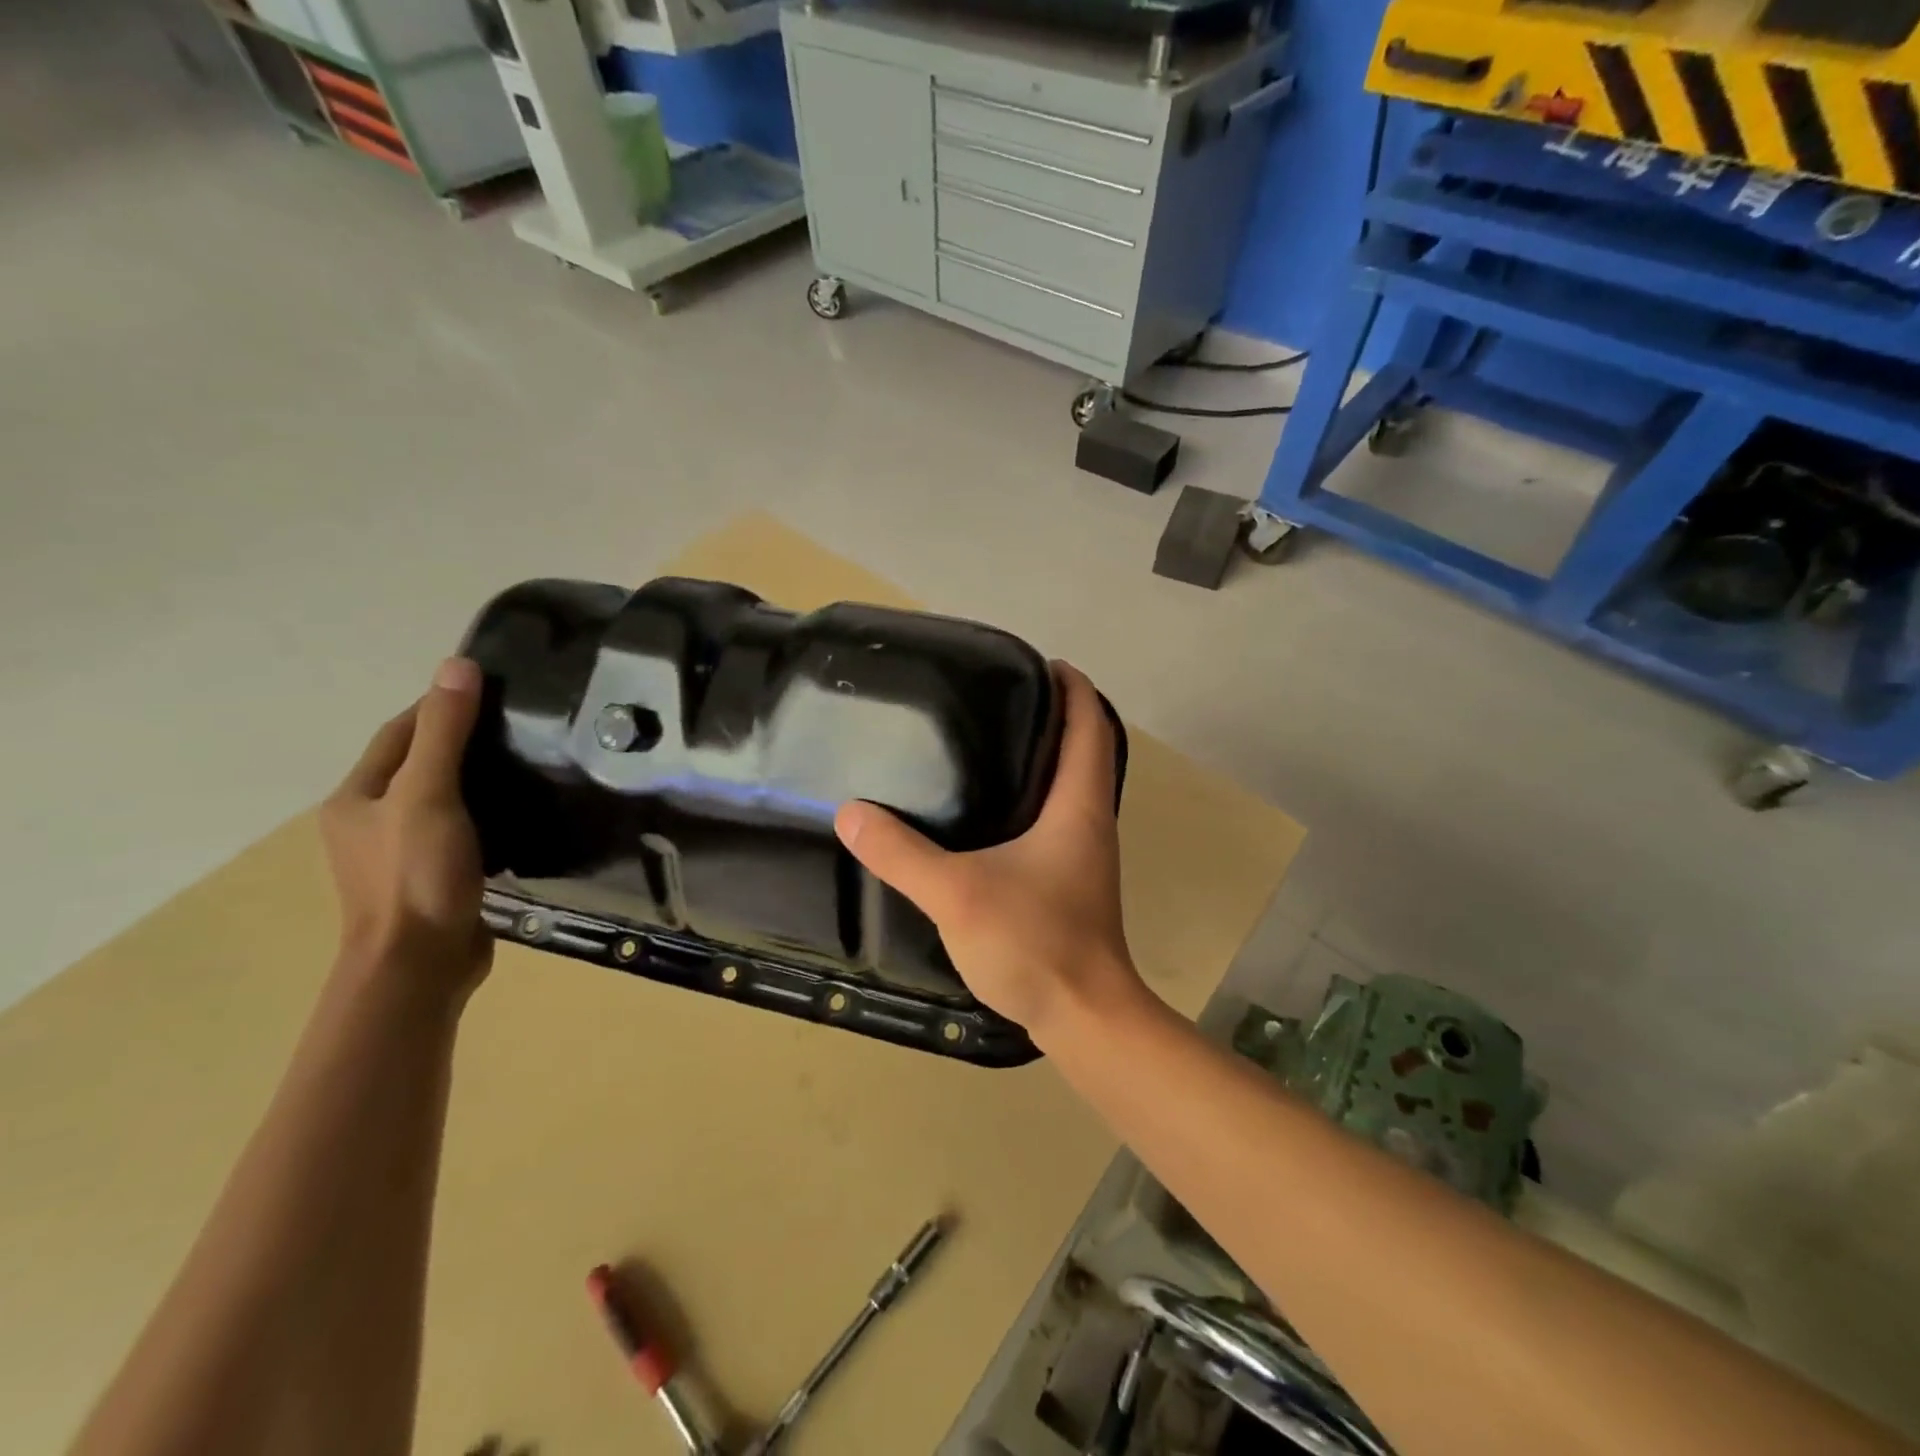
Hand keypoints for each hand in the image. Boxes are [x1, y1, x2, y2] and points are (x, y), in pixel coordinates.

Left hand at [321, 657, 491, 998]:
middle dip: (463, 741)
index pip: (400, 732)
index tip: (492, 691)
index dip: (439, 706)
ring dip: (478, 779)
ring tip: (528, 765)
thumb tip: (458, 665)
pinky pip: (461, 831)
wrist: (422, 965)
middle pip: (420, 764)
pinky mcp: (435, 878)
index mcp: (356, 798)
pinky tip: (521, 814)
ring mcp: (402, 854)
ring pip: (443, 799)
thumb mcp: (428, 794)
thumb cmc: (416, 874)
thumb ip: (444, 732)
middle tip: (521, 728)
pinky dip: (487, 814)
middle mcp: (371, 822)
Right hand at [834, 662, 1147, 1042]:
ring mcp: (1085, 854)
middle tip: (998, 698)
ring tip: (987, 743)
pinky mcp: (1071, 882)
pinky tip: (988, 813)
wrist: (1084, 1017)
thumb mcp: (958, 893)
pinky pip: (1056, 820)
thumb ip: (902, 854)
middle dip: (1052, 716)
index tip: (1040, 663)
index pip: (1090, 726)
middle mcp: (1090, 821)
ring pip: (1070, 786)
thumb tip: (852, 813)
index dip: (1073, 688)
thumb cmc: (1036, 944)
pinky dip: (1033, 798)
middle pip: (1084, 749)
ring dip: (1042, 758)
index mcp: (1078, 806)